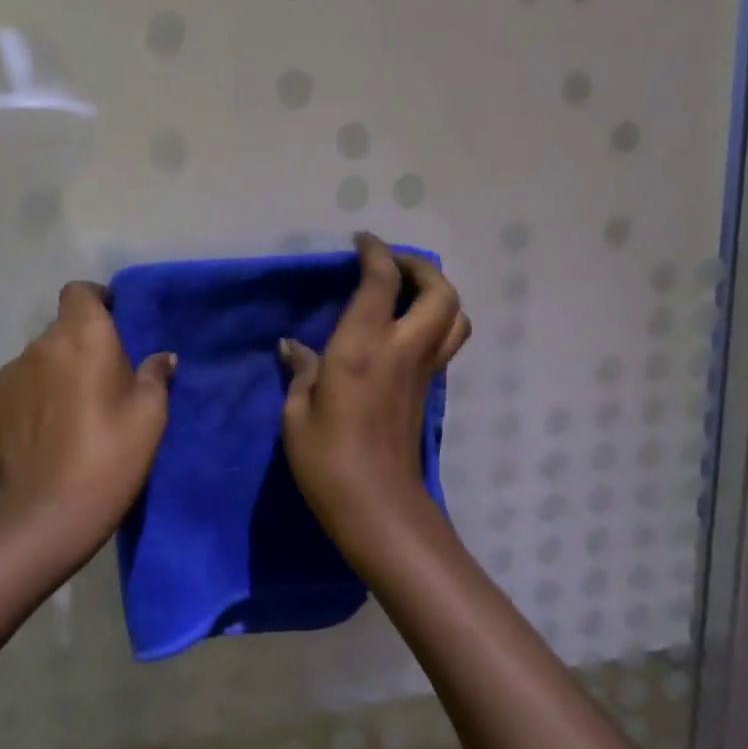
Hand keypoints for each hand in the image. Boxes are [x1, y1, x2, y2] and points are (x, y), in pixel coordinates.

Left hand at [0, 281, 176, 568]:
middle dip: (77, 346)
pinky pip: (14, 388)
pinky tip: (39, 433)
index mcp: (84, 335)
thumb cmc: (111, 455)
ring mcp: (8, 373)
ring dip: (51, 374)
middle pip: (60, 330)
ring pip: (36, 361)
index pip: (79, 292)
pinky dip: (27, 399)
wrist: (50, 512)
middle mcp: (41, 344)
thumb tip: (162, 357)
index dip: (94, 301)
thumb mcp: (150, 416)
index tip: (110, 323)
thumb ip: (155, 376)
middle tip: (96, 383)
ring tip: (65, 414)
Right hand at [280, 234, 469, 556]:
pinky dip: (435, 320)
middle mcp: (402, 349)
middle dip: (419, 266)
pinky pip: (445, 341)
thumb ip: (301, 371)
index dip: (375, 253)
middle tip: (390, 263)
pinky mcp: (428, 391)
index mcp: (363, 346)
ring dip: (437, 293)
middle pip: (438, 291)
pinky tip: (403, 329)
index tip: (361, 240)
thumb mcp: (297, 412)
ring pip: (454, 316)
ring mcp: (422, 371)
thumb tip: (293, 347)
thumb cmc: (326, 459)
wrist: (377, 507)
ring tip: (407, 291)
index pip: (381, 281)